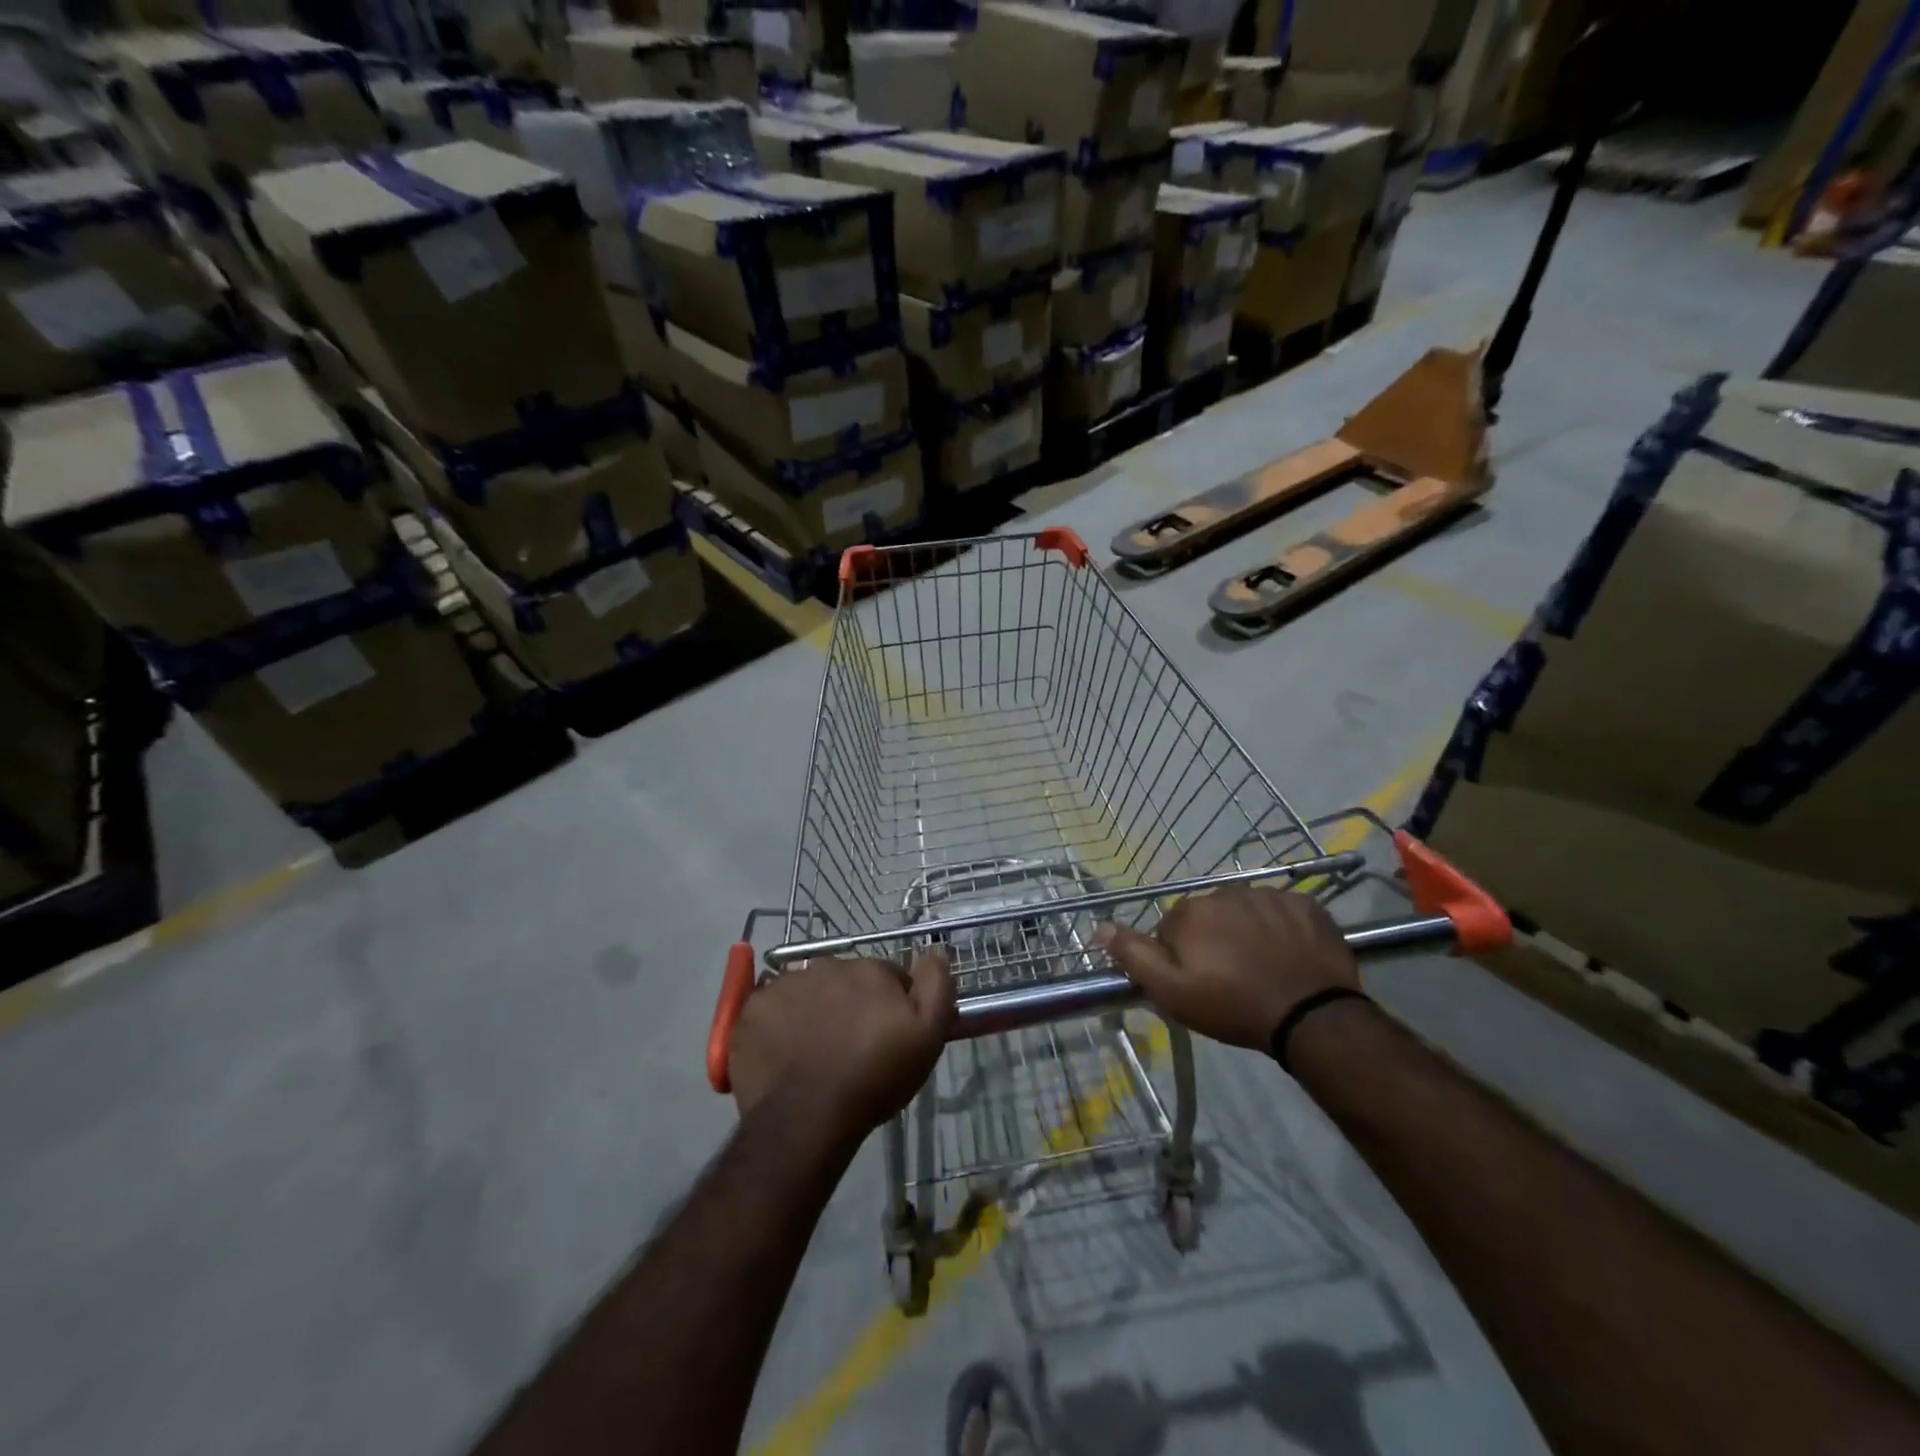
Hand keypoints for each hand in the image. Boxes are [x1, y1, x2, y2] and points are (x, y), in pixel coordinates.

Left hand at [728, 950, 954, 1146]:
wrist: (806, 1118)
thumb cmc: (873, 1079)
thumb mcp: (927, 1038)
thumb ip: (937, 986)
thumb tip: (936, 950)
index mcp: (870, 969)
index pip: (888, 977)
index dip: (891, 1005)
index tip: (888, 1036)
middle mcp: (827, 965)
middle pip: (846, 981)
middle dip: (851, 1004)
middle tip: (851, 1047)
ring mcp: (785, 984)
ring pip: (807, 991)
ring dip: (814, 1011)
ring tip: (815, 1053)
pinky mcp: (751, 1009)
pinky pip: (771, 1008)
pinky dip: (778, 1024)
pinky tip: (784, 1053)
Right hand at [1097, 886, 1358, 1050]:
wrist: (1311, 1017)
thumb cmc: (1233, 1006)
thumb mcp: (1171, 991)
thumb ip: (1133, 955)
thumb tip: (1100, 926)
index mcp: (1191, 911)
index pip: (1172, 928)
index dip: (1180, 956)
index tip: (1197, 982)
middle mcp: (1226, 891)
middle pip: (1209, 916)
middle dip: (1214, 940)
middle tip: (1230, 979)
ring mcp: (1270, 895)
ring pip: (1246, 912)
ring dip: (1247, 932)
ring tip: (1262, 969)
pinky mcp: (1307, 905)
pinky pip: (1284, 912)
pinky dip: (1282, 929)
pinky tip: (1289, 957)